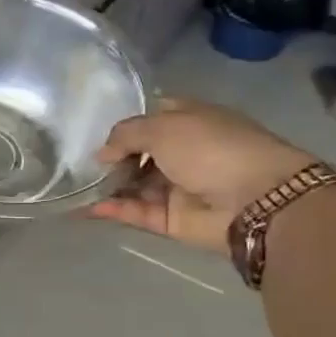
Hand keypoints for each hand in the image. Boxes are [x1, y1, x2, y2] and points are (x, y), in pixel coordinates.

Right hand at [85, 98, 313, 252]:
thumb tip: (103, 154)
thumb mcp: (162, 126)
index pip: (152, 118)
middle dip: (112, 158)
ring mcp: (179, 187)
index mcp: (191, 121)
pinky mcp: (172, 219)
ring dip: (109, 185)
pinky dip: (113, 210)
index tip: (94, 131)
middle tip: (81, 162)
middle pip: (139, 154)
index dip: (126, 124)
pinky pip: (137, 212)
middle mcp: (185, 152)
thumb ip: (124, 135)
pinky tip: (87, 208)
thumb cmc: (212, 149)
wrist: (257, 200)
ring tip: (78, 186)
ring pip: (135, 185)